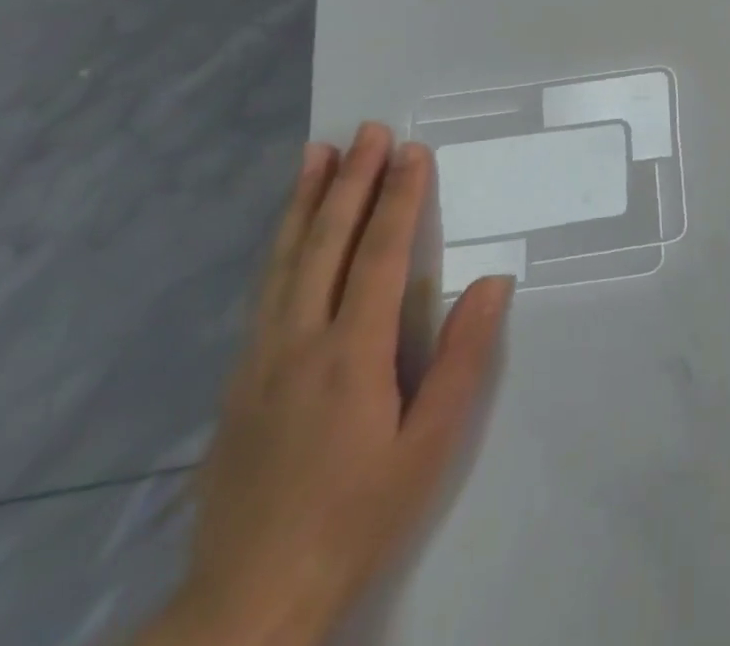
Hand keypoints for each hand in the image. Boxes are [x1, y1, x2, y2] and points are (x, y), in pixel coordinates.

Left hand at [172, 123, 512, 645]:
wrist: (247, 601)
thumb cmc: (358, 516)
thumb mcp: (429, 446)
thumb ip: (462, 359)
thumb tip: (492, 281)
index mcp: (352, 355)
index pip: (381, 255)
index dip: (399, 199)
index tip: (412, 151)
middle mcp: (299, 342)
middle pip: (326, 243)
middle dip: (351, 181)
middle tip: (368, 130)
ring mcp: (260, 358)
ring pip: (283, 260)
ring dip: (303, 201)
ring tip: (317, 154)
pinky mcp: (237, 379)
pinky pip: (263, 291)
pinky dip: (277, 246)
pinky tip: (287, 231)